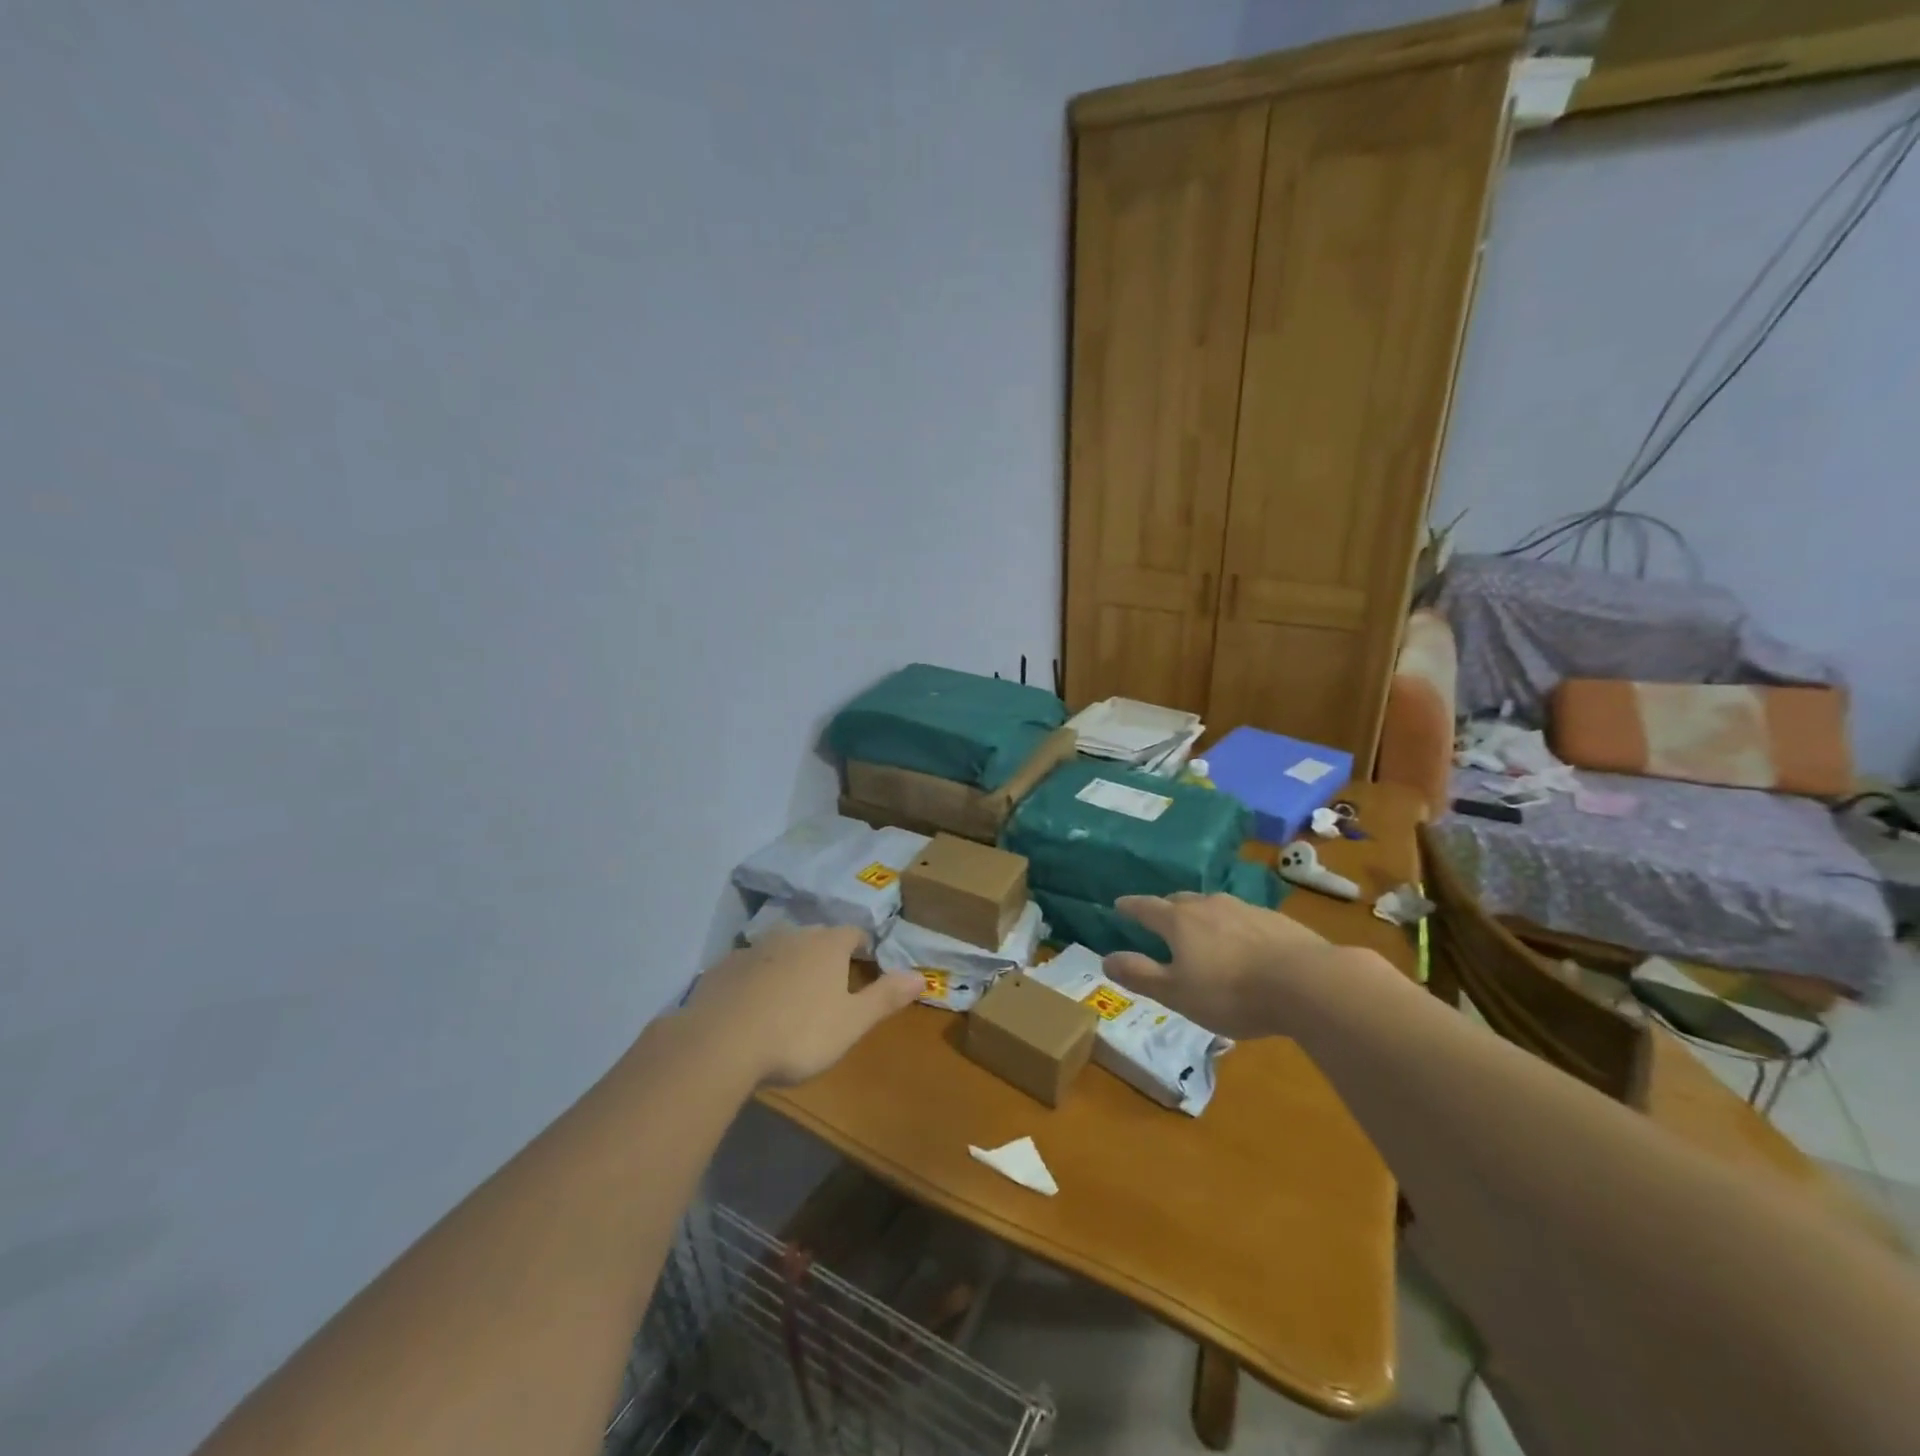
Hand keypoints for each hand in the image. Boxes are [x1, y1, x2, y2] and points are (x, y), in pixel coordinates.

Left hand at [687, 926, 920, 1085]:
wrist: (720, 1044)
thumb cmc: (798, 1034)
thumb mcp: (851, 1023)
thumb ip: (885, 997)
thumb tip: (922, 976)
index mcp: (827, 945)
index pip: (853, 933)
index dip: (862, 947)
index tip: (865, 963)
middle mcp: (792, 936)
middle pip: (816, 937)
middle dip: (825, 954)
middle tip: (829, 984)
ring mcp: (753, 949)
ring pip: (780, 949)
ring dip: (789, 964)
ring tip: (790, 995)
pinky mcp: (722, 968)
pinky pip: (747, 967)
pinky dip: (755, 979)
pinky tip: (751, 1006)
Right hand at [1105, 893, 1346, 1039]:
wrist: (1307, 983)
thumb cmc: (1231, 992)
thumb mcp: (1177, 993)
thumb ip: (1140, 974)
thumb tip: (1106, 958)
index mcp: (1179, 921)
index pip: (1145, 907)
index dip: (1130, 906)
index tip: (1118, 904)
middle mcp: (1209, 905)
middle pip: (1179, 900)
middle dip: (1166, 908)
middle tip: (1159, 919)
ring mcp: (1245, 909)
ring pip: (1213, 906)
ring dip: (1201, 916)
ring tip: (1201, 932)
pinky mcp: (1277, 920)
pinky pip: (1243, 918)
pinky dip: (1233, 927)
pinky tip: (1243, 945)